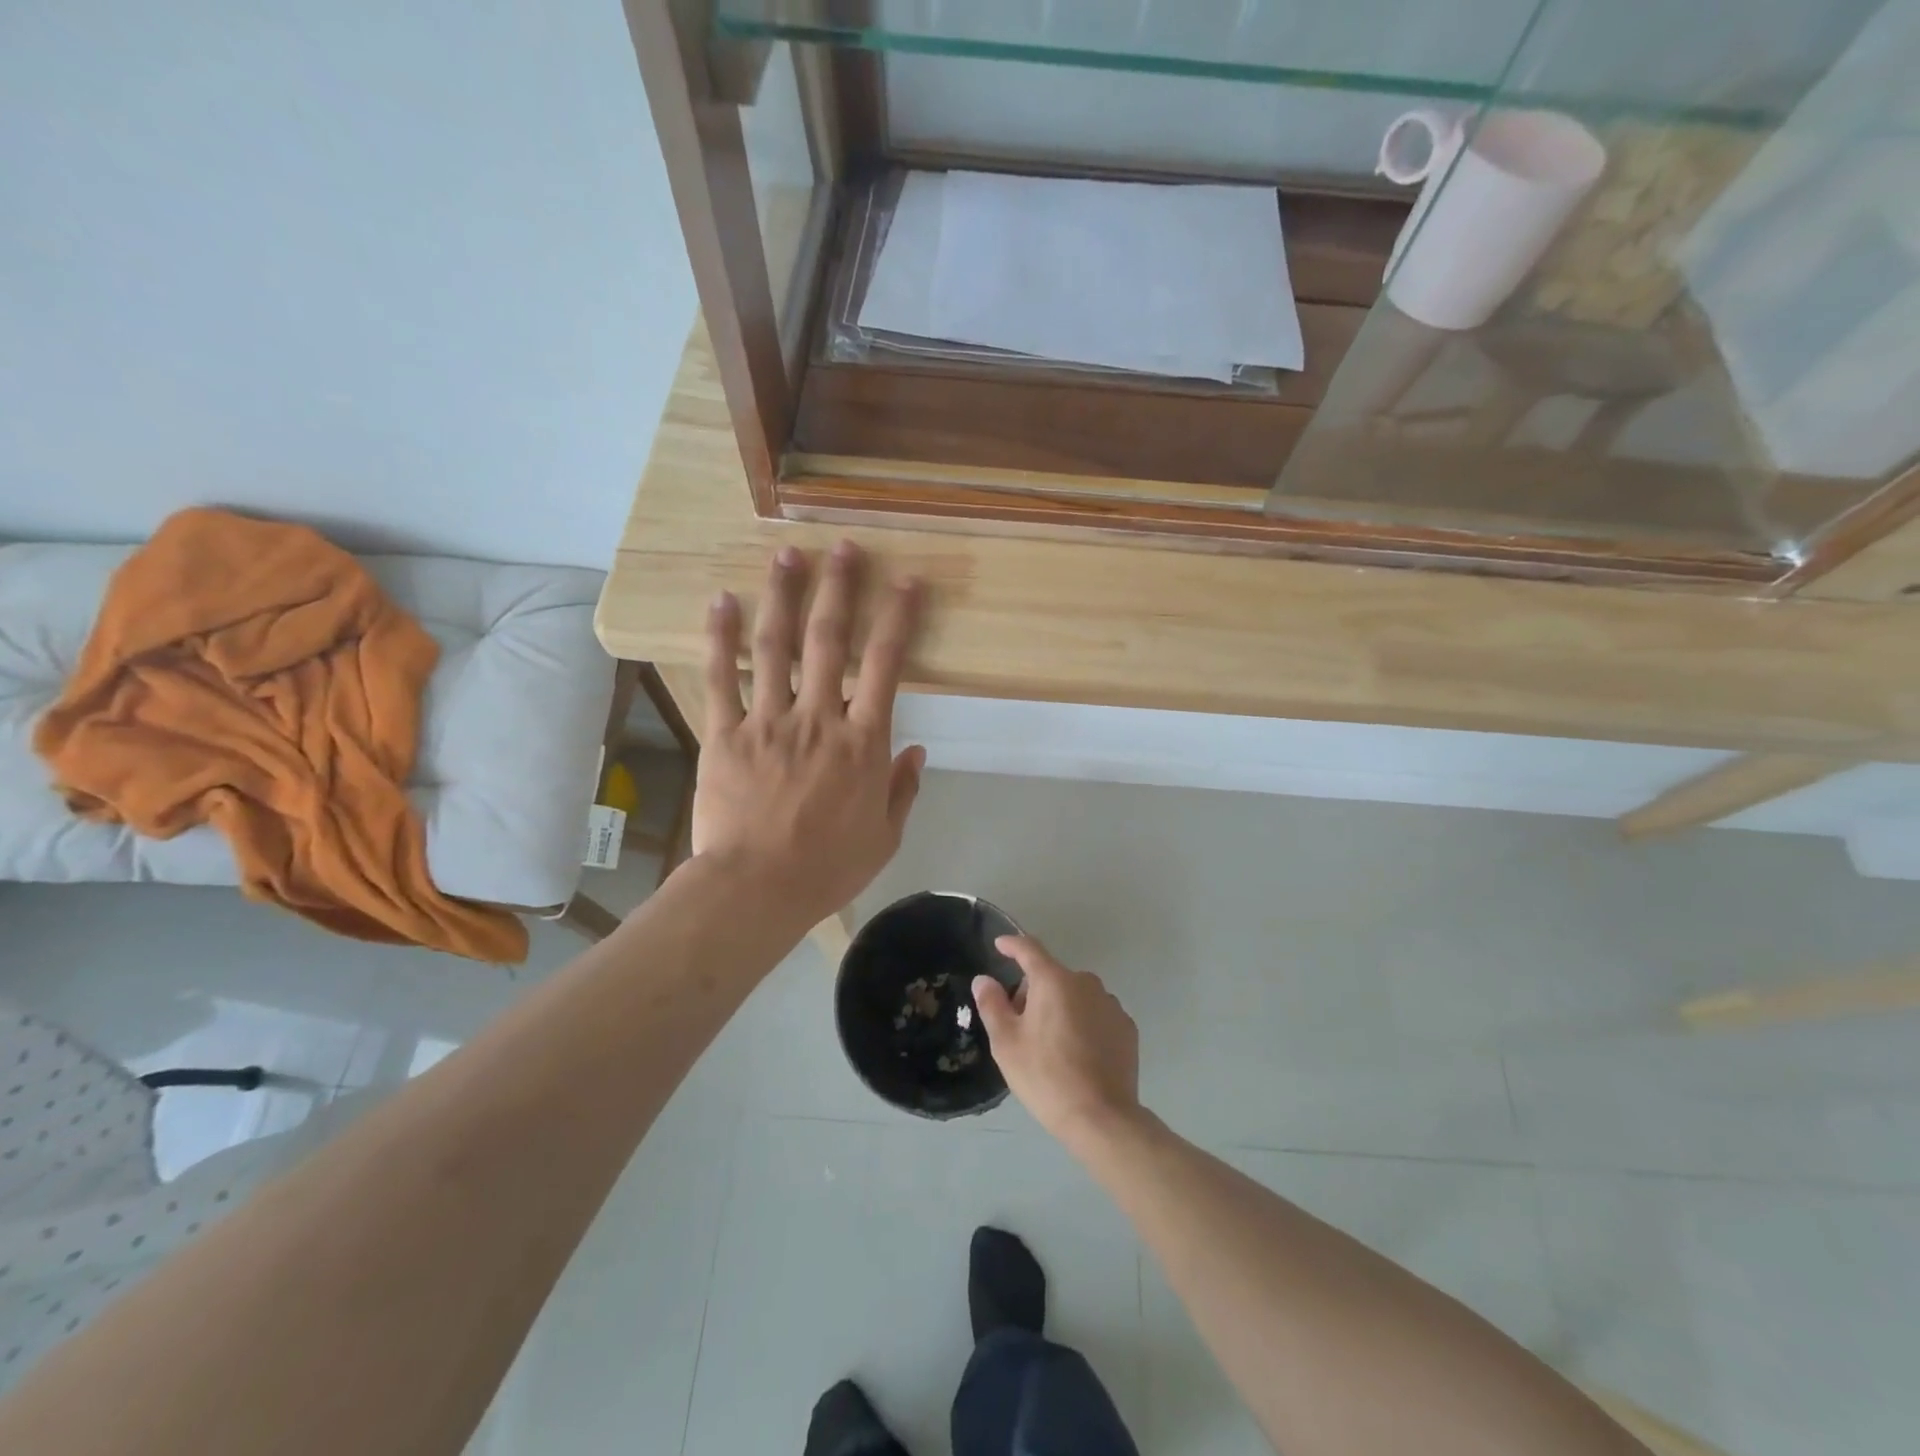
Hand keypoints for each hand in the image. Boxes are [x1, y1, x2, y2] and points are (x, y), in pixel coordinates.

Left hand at [693, 540, 925, 929]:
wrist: (757, 890)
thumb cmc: (828, 868)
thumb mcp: (885, 836)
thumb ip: (903, 789)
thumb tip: (918, 750)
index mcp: (863, 741)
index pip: (886, 665)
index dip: (898, 617)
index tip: (906, 581)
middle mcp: (819, 718)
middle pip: (830, 639)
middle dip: (840, 588)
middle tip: (843, 548)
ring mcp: (769, 721)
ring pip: (777, 646)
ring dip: (783, 596)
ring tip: (787, 556)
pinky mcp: (726, 733)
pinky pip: (722, 677)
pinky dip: (721, 637)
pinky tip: (722, 602)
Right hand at [972, 936, 1142, 1148]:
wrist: (1102, 1118)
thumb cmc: (1046, 1076)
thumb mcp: (1006, 1043)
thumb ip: (992, 1004)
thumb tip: (984, 979)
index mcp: (1054, 981)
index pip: (1029, 949)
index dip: (1012, 944)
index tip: (1000, 944)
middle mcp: (1086, 983)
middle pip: (1052, 976)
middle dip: (1034, 992)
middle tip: (1021, 1025)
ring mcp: (1110, 1004)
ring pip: (1076, 996)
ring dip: (1060, 1007)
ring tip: (1051, 1045)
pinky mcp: (1127, 1028)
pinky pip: (1096, 1015)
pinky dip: (1083, 1024)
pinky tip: (1078, 1054)